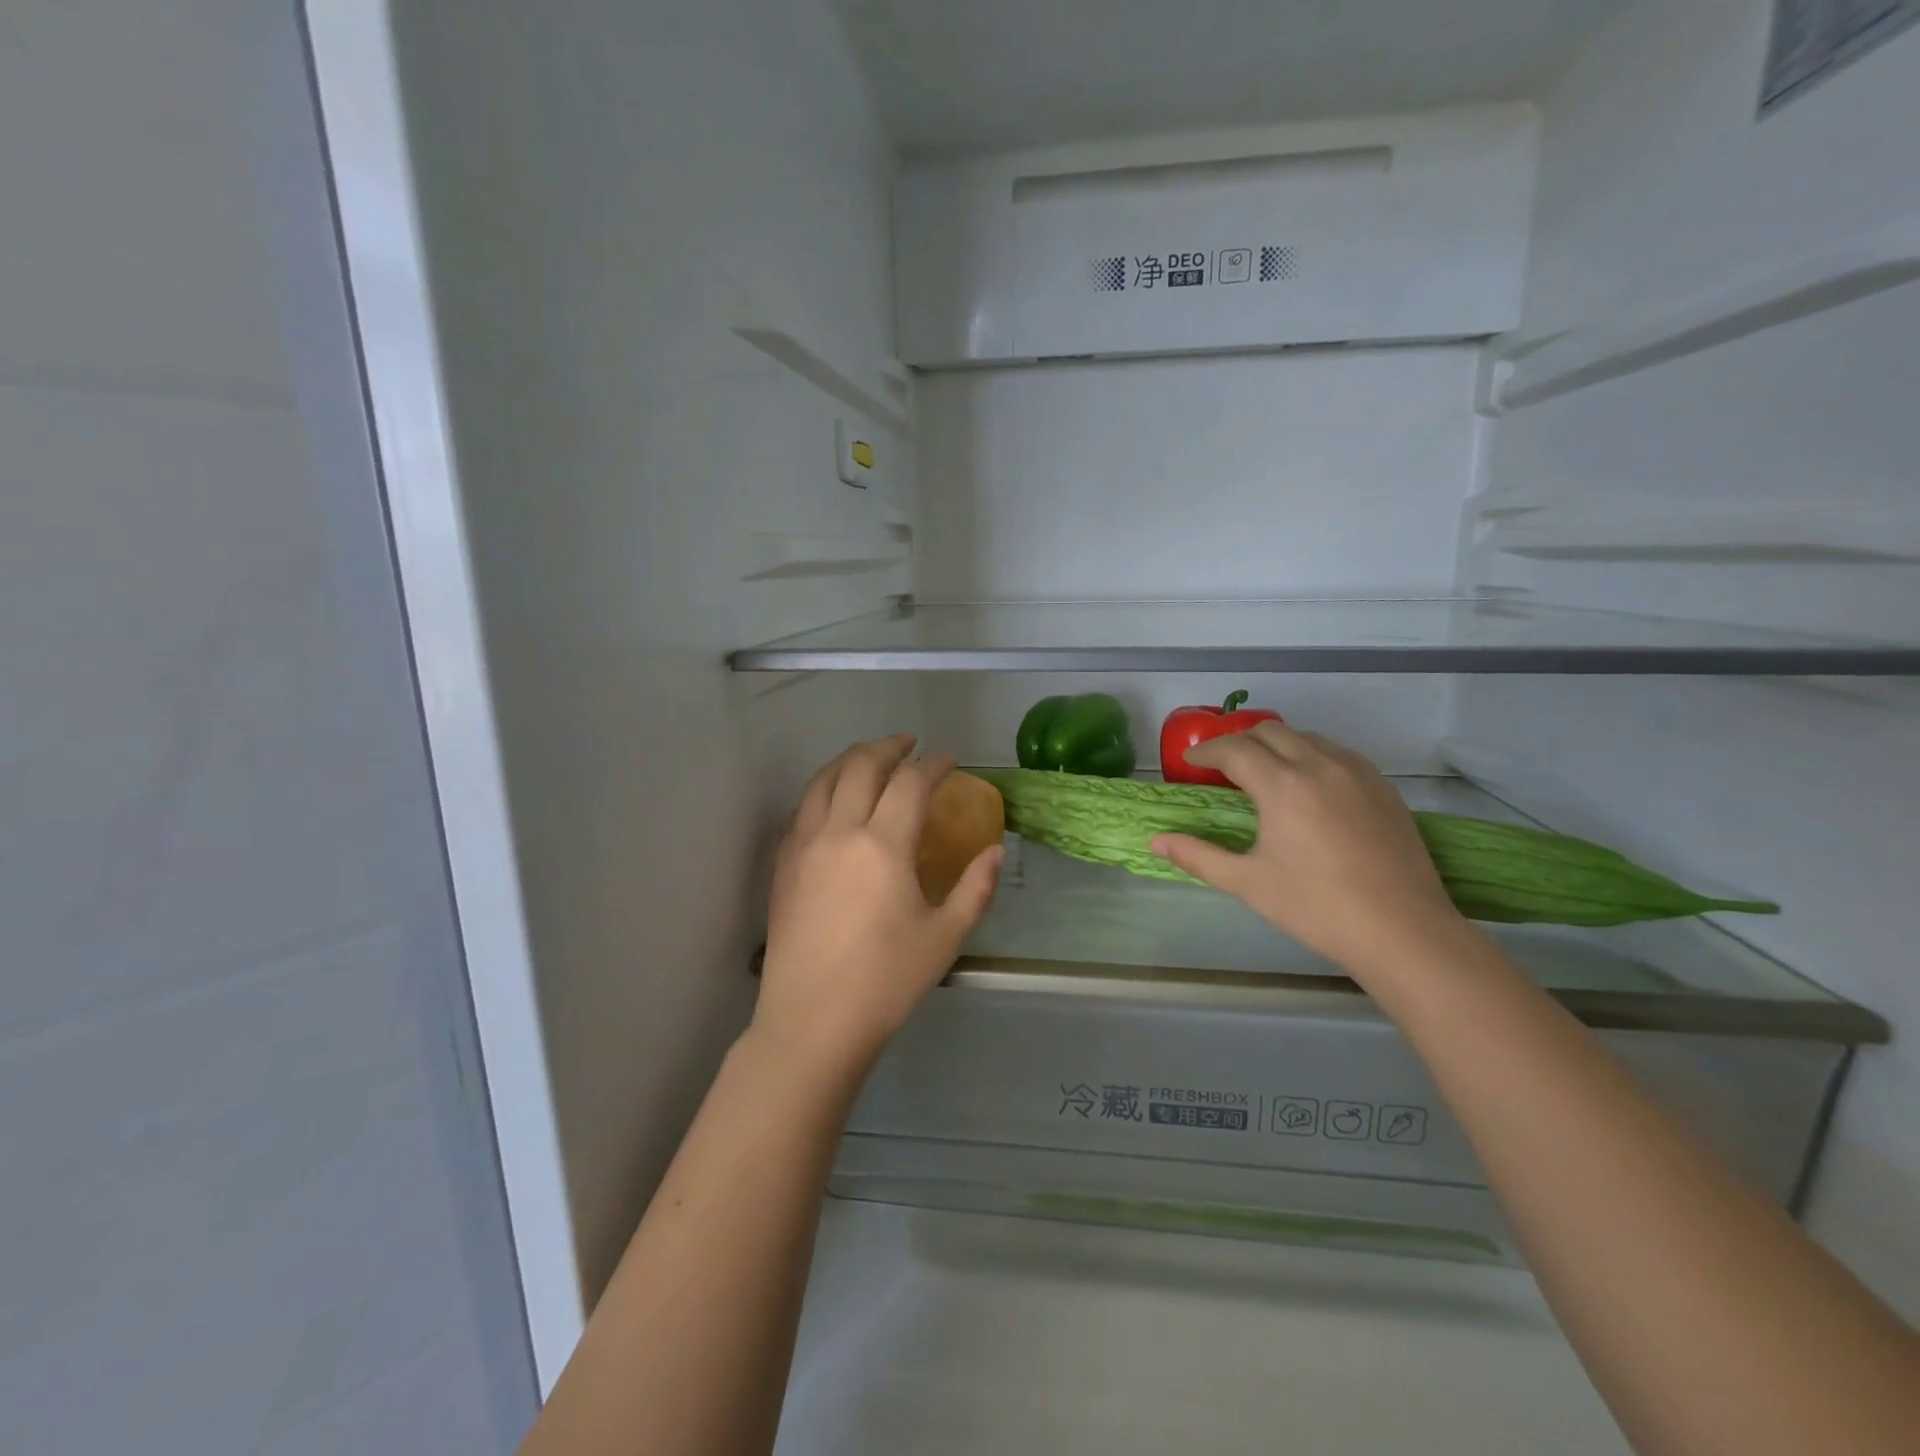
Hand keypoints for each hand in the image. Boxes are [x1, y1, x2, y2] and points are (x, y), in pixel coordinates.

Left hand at [754, 735, 1004, 1074]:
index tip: (949, 760)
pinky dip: (824, 787)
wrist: (812, 1021)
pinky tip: (834, 798)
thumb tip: (993, 851)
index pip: (910, 783)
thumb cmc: (885, 981)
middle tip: (909, 743)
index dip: (933, 764)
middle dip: (888, 747)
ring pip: (824, 780)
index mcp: (883, 845)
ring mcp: (804, 845)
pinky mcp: (783, 864)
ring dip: (851, 759)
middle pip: (861, 766)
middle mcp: (839, 832)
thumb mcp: (944, 937)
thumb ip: (974, 888)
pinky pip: (803, 807)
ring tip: (870, 757)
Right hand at [1151, 722, 1463, 976]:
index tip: (1189, 762)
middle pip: (1270, 731)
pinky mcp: (1384, 788)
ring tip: (1265, 773)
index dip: (1206, 751)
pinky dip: (1312, 756)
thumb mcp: (1247, 883)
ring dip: (1278, 745)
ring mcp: (1357, 773)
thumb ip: (1198, 855)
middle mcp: (1320, 765)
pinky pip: (1339, 753)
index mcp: (1283, 785)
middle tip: (1222, 766)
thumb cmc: (1315, 907)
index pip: (1234, 749)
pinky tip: (1310, 786)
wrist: (1403, 931)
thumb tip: (1155, 841)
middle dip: (1240, 741)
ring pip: (1308, 737)